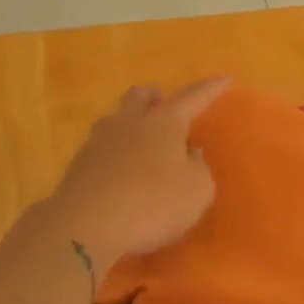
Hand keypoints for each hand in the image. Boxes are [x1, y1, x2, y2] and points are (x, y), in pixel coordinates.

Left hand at [44, 78, 230, 279]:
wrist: (84, 226)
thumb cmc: (152, 203)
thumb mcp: (197, 192)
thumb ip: (198, 169)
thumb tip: (189, 155)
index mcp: (164, 122)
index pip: (193, 98)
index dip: (211, 89)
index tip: (225, 78)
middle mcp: (129, 123)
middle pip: (140, 95)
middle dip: (155, 97)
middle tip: (165, 108)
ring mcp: (99, 142)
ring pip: (116, 120)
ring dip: (131, 125)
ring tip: (143, 147)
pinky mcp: (78, 167)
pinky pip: (102, 150)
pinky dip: (115, 156)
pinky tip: (122, 176)